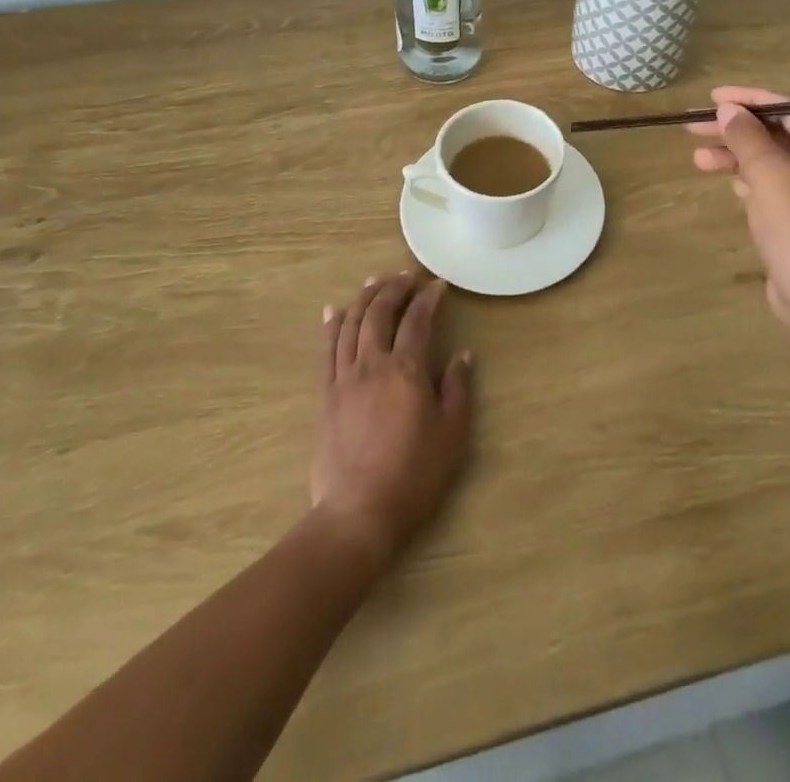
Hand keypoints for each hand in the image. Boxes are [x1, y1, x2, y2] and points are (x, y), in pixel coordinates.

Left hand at [311, 274, 473, 568]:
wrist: (357, 514)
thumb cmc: (413, 476)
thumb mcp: (452, 435)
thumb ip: (458, 389)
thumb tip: (464, 355)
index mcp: (406, 370)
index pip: (417, 320)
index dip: (428, 298)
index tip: (437, 285)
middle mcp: (372, 364)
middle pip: (380, 313)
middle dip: (394, 288)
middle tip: (407, 275)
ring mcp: (345, 379)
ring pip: (351, 324)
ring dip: (364, 298)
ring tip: (375, 281)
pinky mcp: (326, 396)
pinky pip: (326, 350)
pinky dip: (331, 325)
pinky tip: (334, 311)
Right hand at [689, 85, 789, 315]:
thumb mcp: (767, 170)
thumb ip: (746, 135)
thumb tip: (728, 111)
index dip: (750, 99)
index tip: (713, 98)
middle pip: (777, 135)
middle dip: (736, 130)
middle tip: (693, 127)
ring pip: (771, 163)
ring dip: (735, 156)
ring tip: (698, 160)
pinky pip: (772, 187)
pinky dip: (748, 179)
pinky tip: (726, 180)